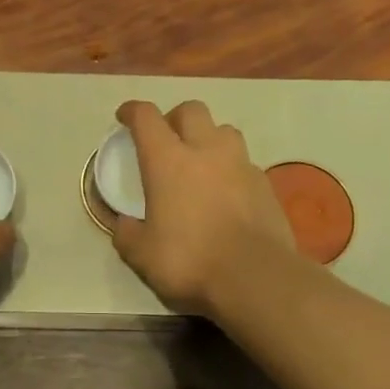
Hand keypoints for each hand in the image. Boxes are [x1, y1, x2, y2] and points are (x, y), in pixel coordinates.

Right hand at [111, 99, 293, 314]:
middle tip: (166, 139)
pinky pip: (244, 162)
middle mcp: (205, 150)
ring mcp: (240, 164)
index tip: (124, 117)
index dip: (132, 111)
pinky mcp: (265, 184)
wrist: (256, 277)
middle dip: (174, 118)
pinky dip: (231, 168)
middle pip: (191, 110)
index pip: (146, 117)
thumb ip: (127, 233)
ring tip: (201, 161)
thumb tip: (124, 223)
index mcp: (167, 160)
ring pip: (224, 130)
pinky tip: (226, 192)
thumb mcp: (141, 254)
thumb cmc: (189, 260)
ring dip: (208, 137)